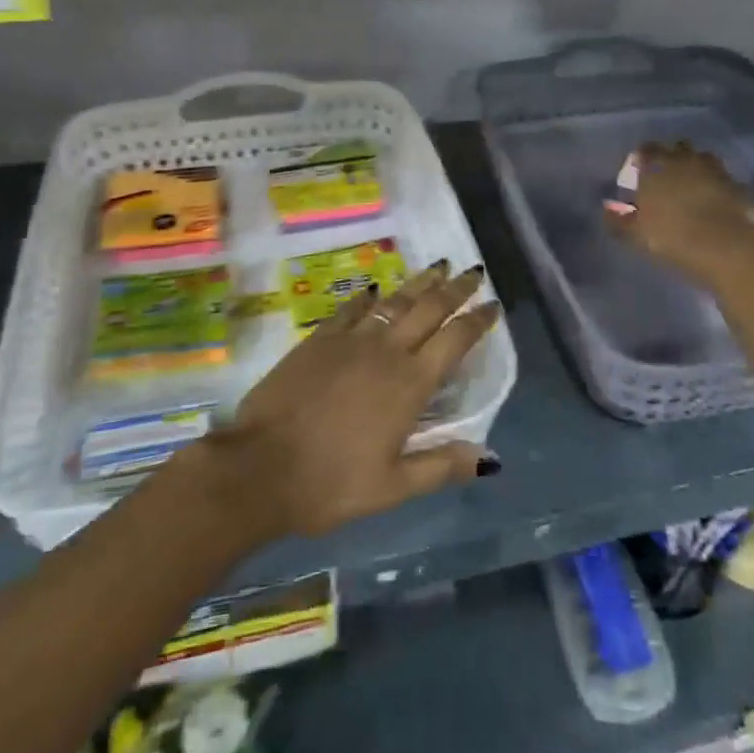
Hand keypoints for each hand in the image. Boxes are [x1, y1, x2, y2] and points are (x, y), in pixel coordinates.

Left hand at [203, 262, 501, 539]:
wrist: (260, 467)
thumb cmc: (331, 483)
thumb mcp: (392, 487)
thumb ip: (442, 467)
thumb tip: (490, 459)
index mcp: (410, 384)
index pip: (455, 340)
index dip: (477, 320)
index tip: (493, 304)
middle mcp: (387, 352)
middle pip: (430, 309)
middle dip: (455, 288)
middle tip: (473, 271)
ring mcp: (351, 340)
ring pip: (395, 300)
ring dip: (420, 282)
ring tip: (438, 265)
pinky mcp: (320, 339)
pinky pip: (352, 309)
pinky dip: (369, 297)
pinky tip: (376, 289)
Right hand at [606, 142, 753, 287]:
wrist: (724, 246)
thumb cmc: (670, 235)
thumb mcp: (635, 234)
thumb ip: (618, 220)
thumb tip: (607, 211)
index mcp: (657, 165)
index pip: (646, 150)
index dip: (642, 159)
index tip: (639, 172)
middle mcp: (686, 159)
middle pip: (678, 148)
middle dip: (673, 159)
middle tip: (667, 179)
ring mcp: (716, 170)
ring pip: (704, 160)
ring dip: (698, 170)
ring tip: (693, 190)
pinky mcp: (739, 186)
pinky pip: (725, 182)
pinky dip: (719, 188)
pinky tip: (716, 205)